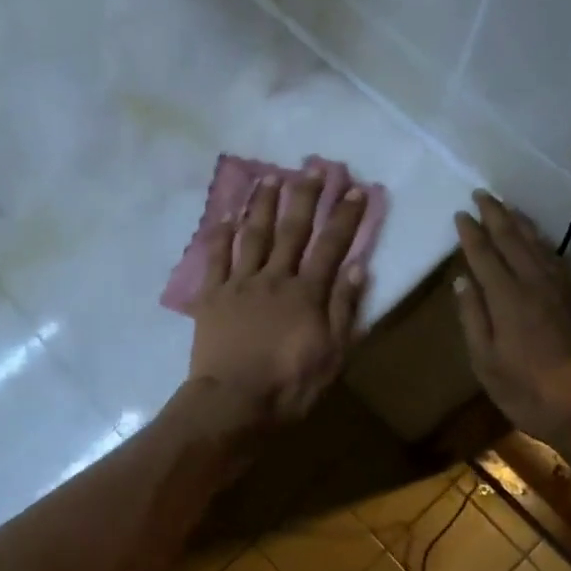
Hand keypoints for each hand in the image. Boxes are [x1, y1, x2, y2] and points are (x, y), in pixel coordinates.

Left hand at [187, 171, 366, 424]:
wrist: (233, 402)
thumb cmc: (289, 385)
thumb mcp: (332, 355)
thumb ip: (344, 309)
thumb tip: (358, 267)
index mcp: (307, 293)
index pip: (331, 246)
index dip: (345, 217)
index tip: (355, 189)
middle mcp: (275, 278)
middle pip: (292, 230)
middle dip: (305, 196)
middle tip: (313, 167)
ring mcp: (240, 284)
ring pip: (254, 235)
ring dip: (263, 205)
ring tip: (270, 177)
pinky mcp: (212, 296)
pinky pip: (216, 259)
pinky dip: (221, 235)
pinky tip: (226, 216)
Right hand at [452, 190, 570, 453]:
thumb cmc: (529, 392)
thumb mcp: (486, 363)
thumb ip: (473, 318)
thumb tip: (462, 281)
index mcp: (507, 299)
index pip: (485, 256)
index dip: (471, 234)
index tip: (460, 214)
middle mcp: (534, 285)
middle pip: (512, 241)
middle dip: (495, 216)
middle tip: (481, 194)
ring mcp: (561, 290)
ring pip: (538, 245)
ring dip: (520, 223)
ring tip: (507, 207)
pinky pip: (556, 258)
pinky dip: (543, 241)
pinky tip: (538, 240)